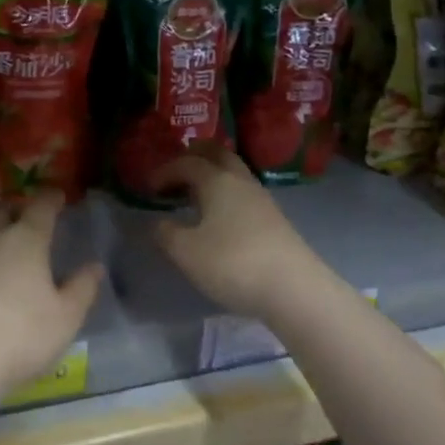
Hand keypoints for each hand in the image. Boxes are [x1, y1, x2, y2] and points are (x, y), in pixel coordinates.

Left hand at [0, 191, 102, 402]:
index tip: (57, 195)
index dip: (51, 199)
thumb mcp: (64, 319)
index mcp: (25, 240)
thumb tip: (95, 266)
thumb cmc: (18, 338)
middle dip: (16, 212)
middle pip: (3, 212)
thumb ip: (82, 289)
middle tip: (25, 221)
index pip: (41, 208)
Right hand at [150, 142, 319, 319]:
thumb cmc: (233, 263)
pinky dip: (227, 194)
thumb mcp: (186, 252)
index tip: (149, 187)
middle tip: (177, 170)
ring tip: (195, 194)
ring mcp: (262, 200)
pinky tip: (220, 216)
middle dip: (196, 156)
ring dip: (213, 175)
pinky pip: (244, 194)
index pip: (186, 163)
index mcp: (216, 180)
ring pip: (234, 173)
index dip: (165, 171)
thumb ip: (166, 233)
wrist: (295, 290)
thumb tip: (159, 223)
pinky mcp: (275, 220)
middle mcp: (240, 181)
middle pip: (218, 154)